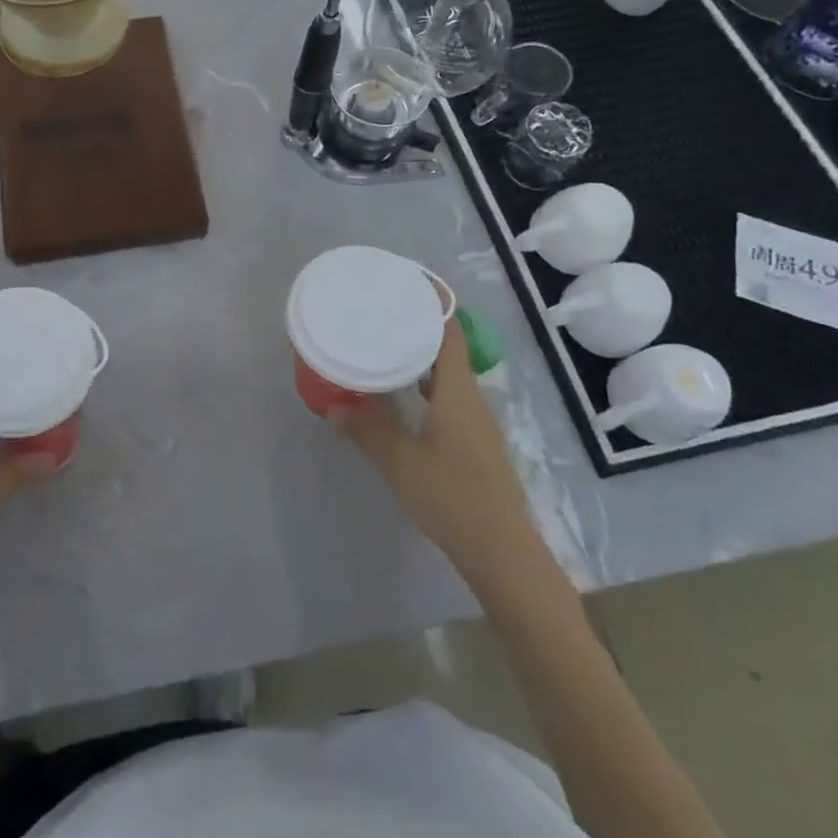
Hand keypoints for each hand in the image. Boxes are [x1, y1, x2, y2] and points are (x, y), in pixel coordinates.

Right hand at [334, 321, 531, 562]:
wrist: (503, 553)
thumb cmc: (453, 498)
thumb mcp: (400, 462)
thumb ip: (366, 430)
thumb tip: (334, 406)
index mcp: (458, 393)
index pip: (450, 333)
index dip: (433, 304)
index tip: (406, 284)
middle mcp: (471, 400)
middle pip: (448, 351)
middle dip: (417, 329)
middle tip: (380, 316)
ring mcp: (476, 424)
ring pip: (447, 378)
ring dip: (420, 361)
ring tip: (383, 351)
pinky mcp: (474, 445)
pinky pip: (447, 400)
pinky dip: (424, 388)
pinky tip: (401, 400)